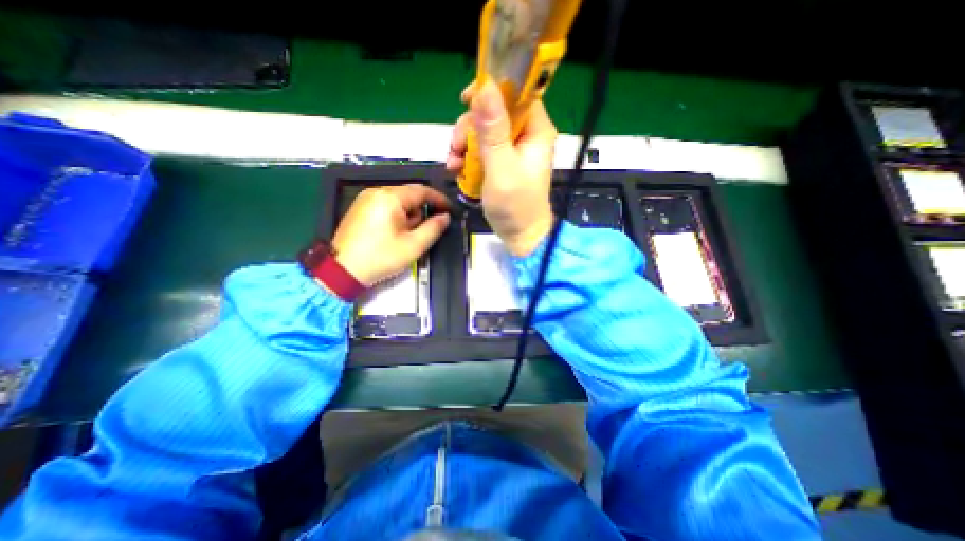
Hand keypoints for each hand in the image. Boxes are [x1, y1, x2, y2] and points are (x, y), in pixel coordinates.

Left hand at [333, 184, 451, 286]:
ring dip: (409, 215)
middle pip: (410, 195)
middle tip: (425, 231)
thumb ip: (433, 228)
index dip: (439, 199)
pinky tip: (394, 234)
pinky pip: (386, 206)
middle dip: (421, 211)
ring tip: (406, 237)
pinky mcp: (360, 208)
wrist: (343, 270)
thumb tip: (445, 217)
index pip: (422, 191)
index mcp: (390, 198)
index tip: (449, 210)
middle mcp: (376, 192)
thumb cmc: (381, 257)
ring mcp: (366, 199)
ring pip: (398, 201)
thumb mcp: (413, 245)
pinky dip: (397, 216)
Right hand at [446, 81, 557, 258]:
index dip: (493, 89)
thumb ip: (494, 131)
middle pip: (494, 112)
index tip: (466, 99)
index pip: (518, 92)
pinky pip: (481, 149)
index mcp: (535, 130)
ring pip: (483, 131)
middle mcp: (525, 135)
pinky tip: (457, 170)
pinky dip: (467, 157)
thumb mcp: (502, 168)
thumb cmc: (516, 206)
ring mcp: (512, 149)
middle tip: (457, 148)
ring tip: (454, 165)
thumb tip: (485, 87)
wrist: (519, 235)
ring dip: (464, 144)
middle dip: (470, 127)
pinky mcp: (501, 162)